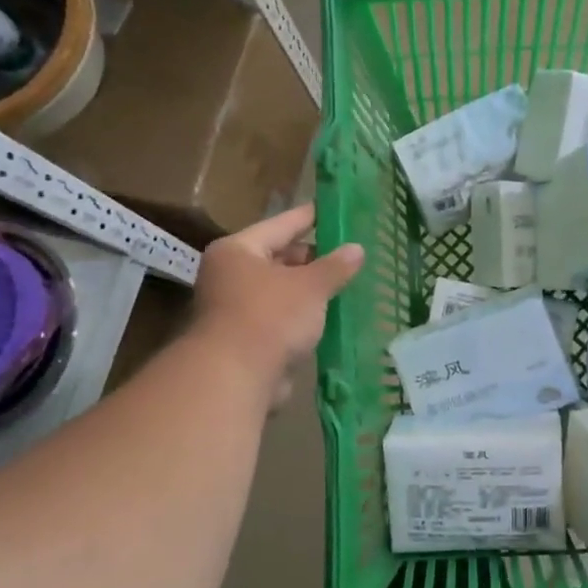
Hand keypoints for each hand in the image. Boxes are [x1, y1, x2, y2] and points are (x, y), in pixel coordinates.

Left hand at [192, 204, 362, 402]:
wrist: (234, 378)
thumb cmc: (270, 317)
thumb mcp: (310, 286)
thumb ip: (335, 266)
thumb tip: (357, 248)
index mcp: (238, 250)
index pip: (281, 224)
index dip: (310, 217)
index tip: (333, 209)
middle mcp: (230, 275)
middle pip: (278, 258)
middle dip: (313, 258)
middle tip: (347, 253)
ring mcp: (235, 309)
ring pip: (281, 291)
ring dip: (309, 291)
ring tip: (345, 283)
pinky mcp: (245, 339)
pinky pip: (281, 318)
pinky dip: (302, 317)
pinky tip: (330, 316)